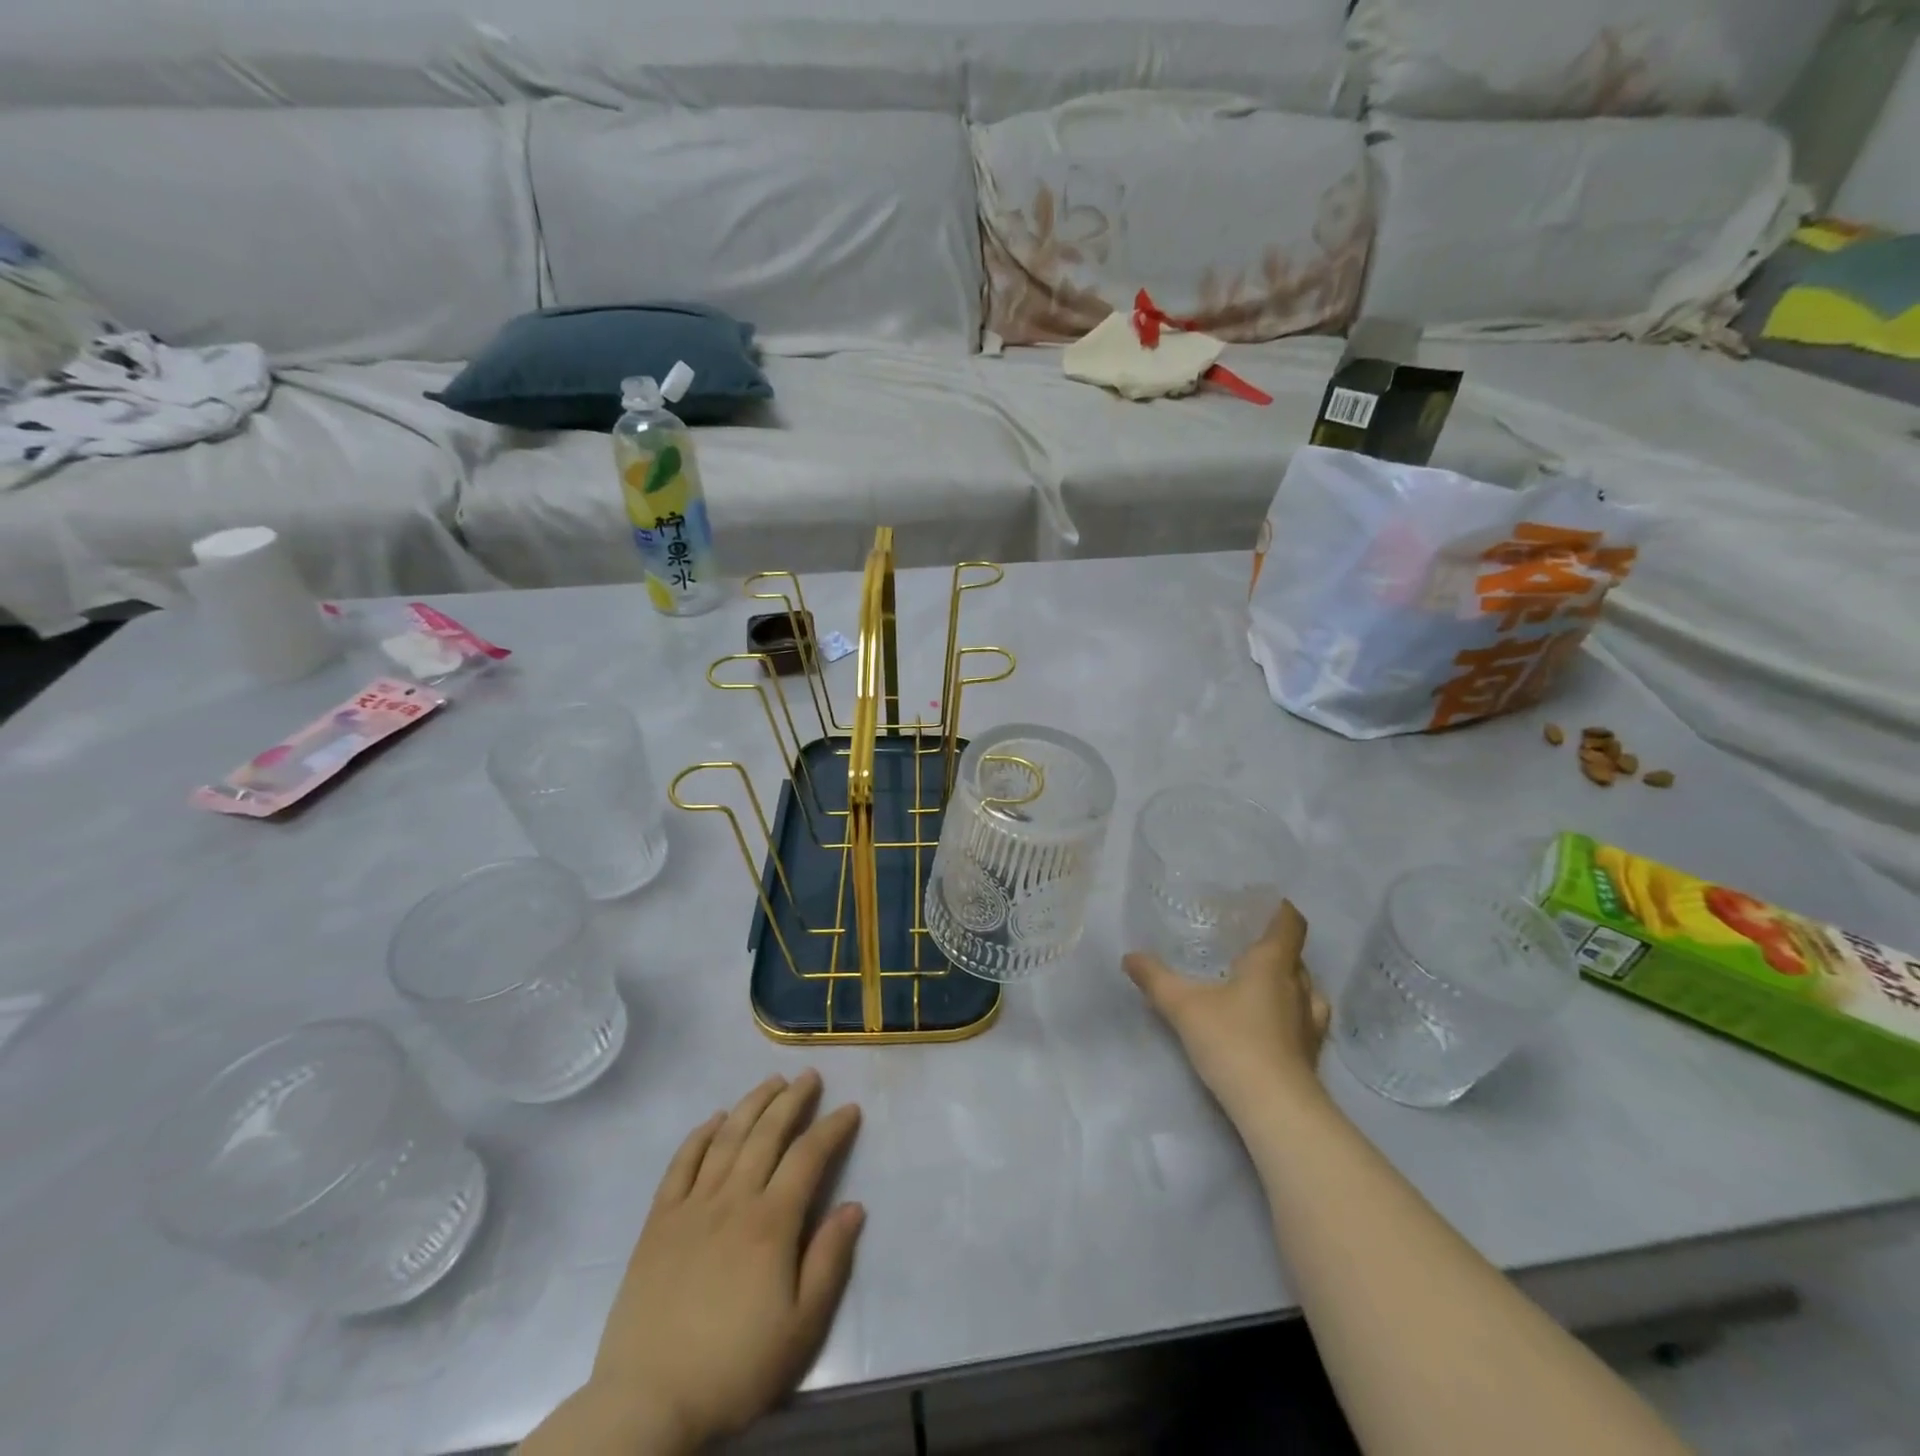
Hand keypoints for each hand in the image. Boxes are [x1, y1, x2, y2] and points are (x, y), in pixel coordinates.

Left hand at [531, 1072, 864, 1454]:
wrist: (647, 1403)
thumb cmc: (734, 1368)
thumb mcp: (800, 1328)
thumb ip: (829, 1261)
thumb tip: (854, 1206)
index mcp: (771, 1222)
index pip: (808, 1157)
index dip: (832, 1128)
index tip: (850, 1109)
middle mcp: (733, 1199)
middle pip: (767, 1133)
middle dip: (792, 1100)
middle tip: (810, 1076)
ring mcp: (691, 1206)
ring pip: (727, 1138)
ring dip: (752, 1104)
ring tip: (771, 1082)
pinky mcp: (658, 1222)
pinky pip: (681, 1164)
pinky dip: (700, 1135)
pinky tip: (714, 1119)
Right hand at [1124, 900, 1329, 1118]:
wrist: (1275, 1108)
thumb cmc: (1232, 1041)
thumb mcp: (1183, 1006)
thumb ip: (1156, 978)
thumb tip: (1129, 956)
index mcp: (1272, 964)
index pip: (1289, 924)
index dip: (1280, 910)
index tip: (1263, 904)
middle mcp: (1298, 987)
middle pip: (1295, 956)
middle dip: (1276, 948)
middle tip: (1246, 947)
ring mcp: (1309, 1023)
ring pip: (1306, 990)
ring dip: (1288, 983)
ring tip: (1261, 986)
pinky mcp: (1310, 1054)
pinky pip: (1305, 1021)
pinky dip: (1291, 1016)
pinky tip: (1272, 1026)